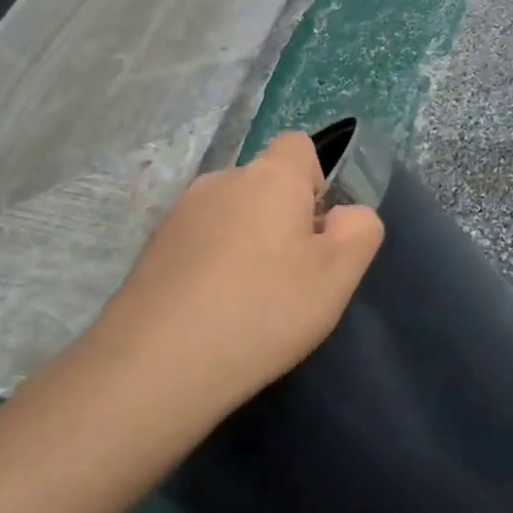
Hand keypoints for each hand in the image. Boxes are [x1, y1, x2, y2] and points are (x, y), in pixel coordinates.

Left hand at [76, 132, 384, 420]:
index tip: (318, 231)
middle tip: (292, 276)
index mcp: (270, 176)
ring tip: (249, 301)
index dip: (318, 181)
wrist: (156, 366)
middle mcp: (221, 181)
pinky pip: (200, 242)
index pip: (300, 145)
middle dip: (283, 217)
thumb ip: (360, 229)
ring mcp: (179, 214)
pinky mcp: (152, 250)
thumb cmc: (264, 311)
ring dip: (247, 242)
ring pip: (232, 215)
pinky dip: (213, 264)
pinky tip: (213, 311)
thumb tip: (346, 214)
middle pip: (265, 184)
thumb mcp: (338, 274)